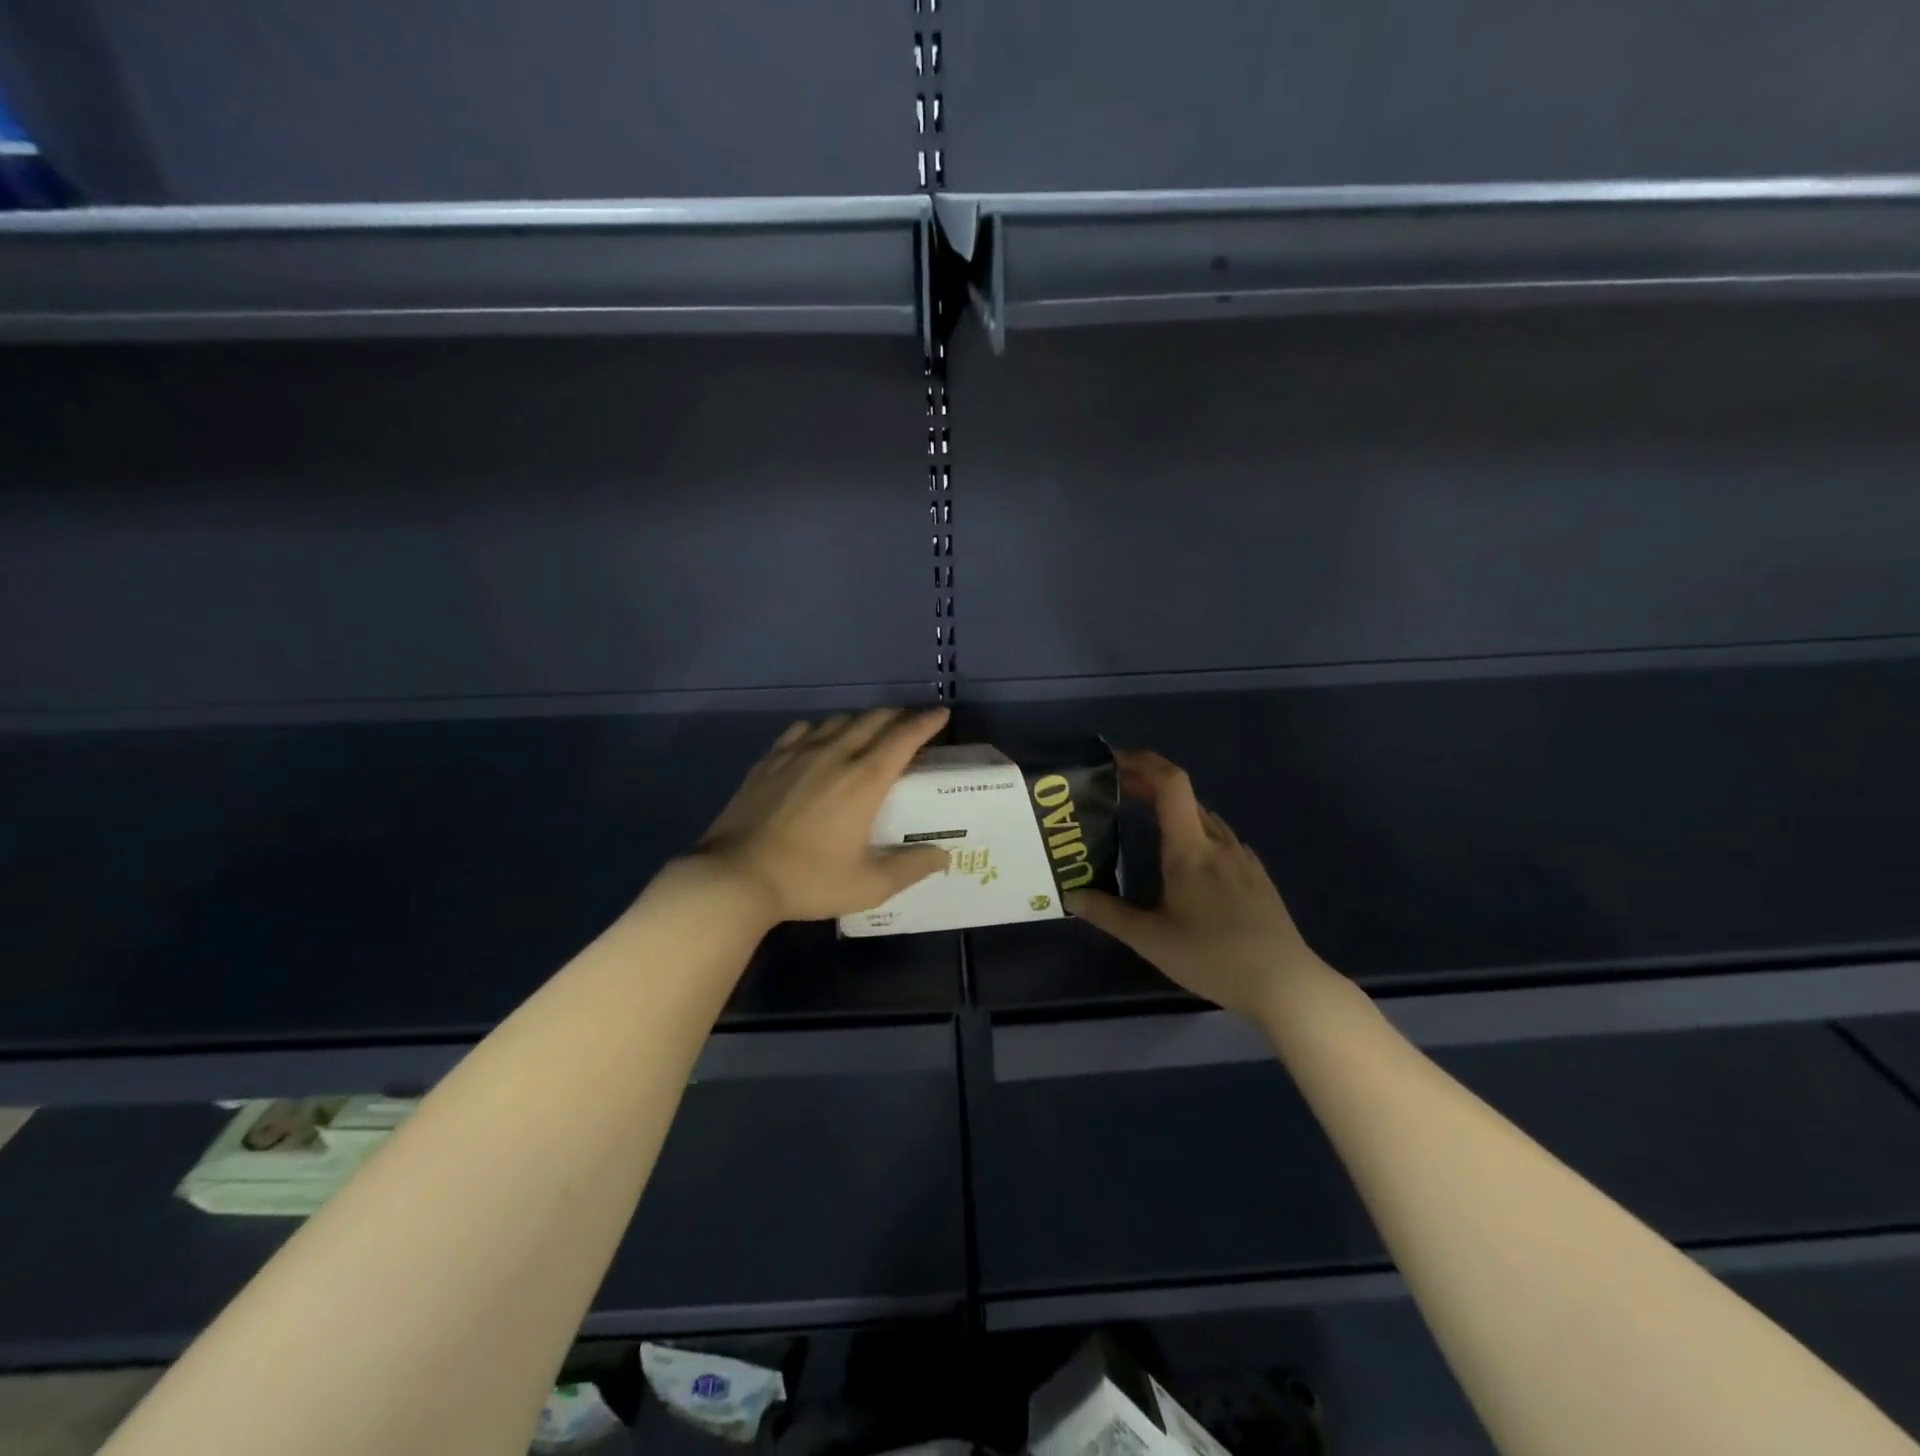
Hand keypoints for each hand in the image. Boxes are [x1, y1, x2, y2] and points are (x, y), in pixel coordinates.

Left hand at [693, 707, 952, 924]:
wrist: (735, 877)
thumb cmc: (808, 881)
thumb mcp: (868, 886)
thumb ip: (910, 868)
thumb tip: (942, 856)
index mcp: (865, 780)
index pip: (904, 737)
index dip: (926, 722)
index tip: (941, 714)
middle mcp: (835, 755)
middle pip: (874, 719)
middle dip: (899, 717)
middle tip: (911, 726)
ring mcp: (798, 753)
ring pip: (839, 720)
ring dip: (862, 721)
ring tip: (870, 733)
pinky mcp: (770, 760)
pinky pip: (803, 730)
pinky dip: (823, 729)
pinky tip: (820, 741)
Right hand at [1068, 749, 1323, 1019]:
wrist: (1286, 984)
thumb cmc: (1213, 958)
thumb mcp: (1152, 940)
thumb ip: (1109, 914)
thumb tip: (1071, 895)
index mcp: (1190, 849)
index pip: (1171, 784)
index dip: (1144, 762)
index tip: (1114, 760)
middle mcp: (1218, 843)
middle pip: (1184, 796)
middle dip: (1148, 784)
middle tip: (1116, 791)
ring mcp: (1242, 858)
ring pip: (1203, 817)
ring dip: (1172, 808)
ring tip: (1146, 822)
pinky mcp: (1257, 876)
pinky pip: (1220, 838)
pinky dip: (1195, 831)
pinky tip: (1189, 860)